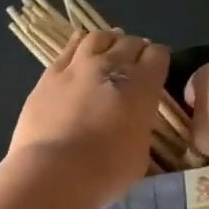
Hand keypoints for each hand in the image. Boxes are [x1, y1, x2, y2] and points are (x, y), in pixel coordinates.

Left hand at [10, 30, 169, 204]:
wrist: (55, 171)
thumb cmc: (107, 170)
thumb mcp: (140, 152)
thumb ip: (139, 126)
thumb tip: (132, 120)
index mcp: (143, 85)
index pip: (158, 55)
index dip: (158, 61)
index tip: (155, 72)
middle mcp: (113, 66)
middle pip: (130, 42)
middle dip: (136, 50)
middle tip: (133, 64)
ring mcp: (78, 66)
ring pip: (99, 37)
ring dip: (109, 42)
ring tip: (108, 51)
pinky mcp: (49, 74)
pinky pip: (68, 48)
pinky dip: (79, 45)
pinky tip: (80, 48)